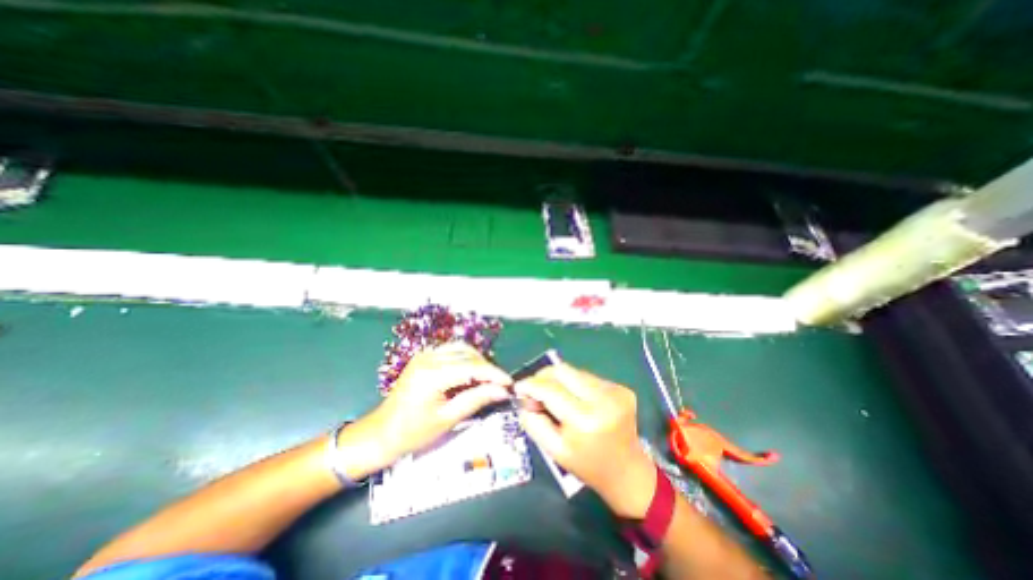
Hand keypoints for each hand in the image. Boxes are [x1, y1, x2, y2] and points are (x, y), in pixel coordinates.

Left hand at [342, 345, 513, 474]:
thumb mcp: (448, 419)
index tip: (509, 383)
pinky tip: (470, 373)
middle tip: (499, 384)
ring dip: (477, 361)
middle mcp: (429, 357)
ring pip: (461, 348)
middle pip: (468, 354)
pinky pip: (451, 351)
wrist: (381, 433)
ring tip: (487, 379)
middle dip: (487, 367)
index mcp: (432, 375)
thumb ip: (477, 399)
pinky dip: (465, 359)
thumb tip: (502, 391)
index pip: (472, 367)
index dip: (494, 374)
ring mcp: (425, 354)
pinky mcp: (424, 356)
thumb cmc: (413, 432)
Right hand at [515, 365, 651, 518]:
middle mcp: (603, 398)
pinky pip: (588, 377)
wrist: (628, 472)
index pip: (551, 389)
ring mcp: (615, 390)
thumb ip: (534, 422)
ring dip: (559, 380)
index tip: (518, 386)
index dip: (531, 385)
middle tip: (534, 389)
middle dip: (543, 376)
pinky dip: (575, 384)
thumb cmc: (588, 465)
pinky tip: (577, 400)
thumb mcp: (554, 451)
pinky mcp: (621, 387)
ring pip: (575, 371)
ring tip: (556, 397)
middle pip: (563, 370)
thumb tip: (524, 397)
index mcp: (585, 420)